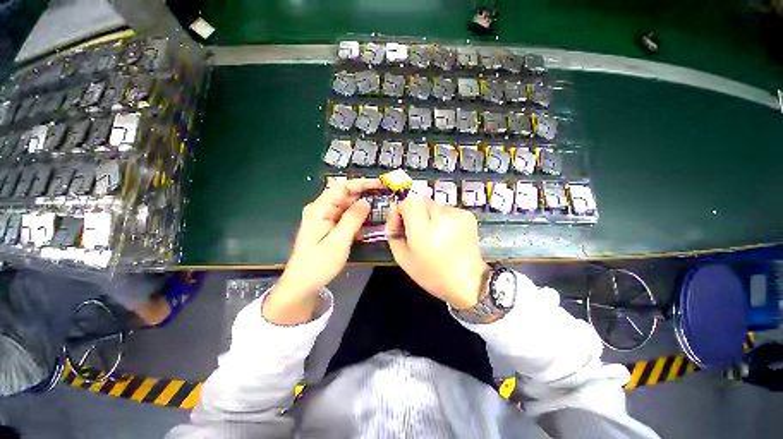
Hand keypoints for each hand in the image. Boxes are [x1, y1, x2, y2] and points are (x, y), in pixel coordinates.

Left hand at [263, 178, 382, 323]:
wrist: (302, 285)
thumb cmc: (318, 264)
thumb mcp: (338, 242)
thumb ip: (352, 219)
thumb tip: (366, 201)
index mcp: (319, 209)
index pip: (342, 187)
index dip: (361, 183)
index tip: (380, 184)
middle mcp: (321, 209)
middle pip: (345, 195)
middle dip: (365, 193)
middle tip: (385, 195)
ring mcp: (325, 218)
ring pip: (347, 206)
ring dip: (363, 205)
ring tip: (382, 206)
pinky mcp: (329, 227)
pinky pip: (346, 217)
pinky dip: (358, 217)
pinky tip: (370, 220)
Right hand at [386, 195, 489, 309]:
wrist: (468, 283)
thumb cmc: (432, 274)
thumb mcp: (403, 258)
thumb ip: (393, 232)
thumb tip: (393, 212)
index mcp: (424, 230)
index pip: (409, 201)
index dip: (402, 209)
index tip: (403, 223)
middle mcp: (442, 216)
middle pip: (421, 201)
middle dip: (416, 214)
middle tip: (419, 233)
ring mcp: (458, 214)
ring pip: (434, 206)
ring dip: (430, 217)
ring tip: (435, 237)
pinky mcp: (468, 215)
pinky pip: (447, 210)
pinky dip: (443, 219)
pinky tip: (447, 235)